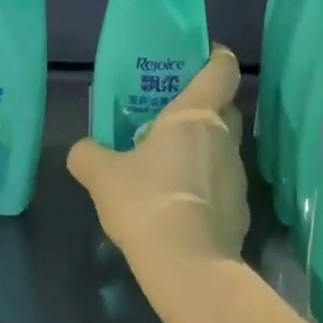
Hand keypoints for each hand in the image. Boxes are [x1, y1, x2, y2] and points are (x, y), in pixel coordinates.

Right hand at [67, 46, 248, 273]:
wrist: (188, 267)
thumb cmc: (146, 202)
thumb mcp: (102, 175)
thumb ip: (88, 154)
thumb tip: (81, 151)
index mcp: (194, 115)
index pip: (222, 70)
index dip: (216, 56)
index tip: (202, 55)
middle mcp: (224, 138)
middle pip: (226, 107)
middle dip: (206, 105)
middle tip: (172, 113)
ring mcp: (238, 176)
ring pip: (224, 147)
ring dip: (204, 148)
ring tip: (171, 162)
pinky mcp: (241, 211)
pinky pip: (223, 183)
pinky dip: (207, 184)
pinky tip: (181, 203)